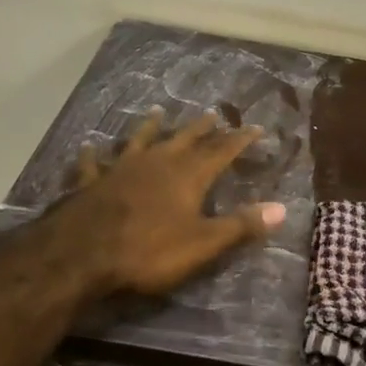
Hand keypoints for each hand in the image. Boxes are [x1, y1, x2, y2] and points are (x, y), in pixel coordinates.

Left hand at [47, 106, 286, 295]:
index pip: (222, 151)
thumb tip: (282, 208)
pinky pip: (94, 163)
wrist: (82, 253)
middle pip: (184, 139)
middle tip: (213, 114)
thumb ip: (241, 225)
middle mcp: (158, 162)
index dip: (240, 140)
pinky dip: (94, 154)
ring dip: (151, 127)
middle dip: (202, 128)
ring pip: (140, 140)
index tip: (255, 127)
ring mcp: (122, 169)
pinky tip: (90, 146)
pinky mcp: (92, 182)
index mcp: (188, 175)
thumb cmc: (149, 249)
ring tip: (156, 112)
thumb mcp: (203, 243)